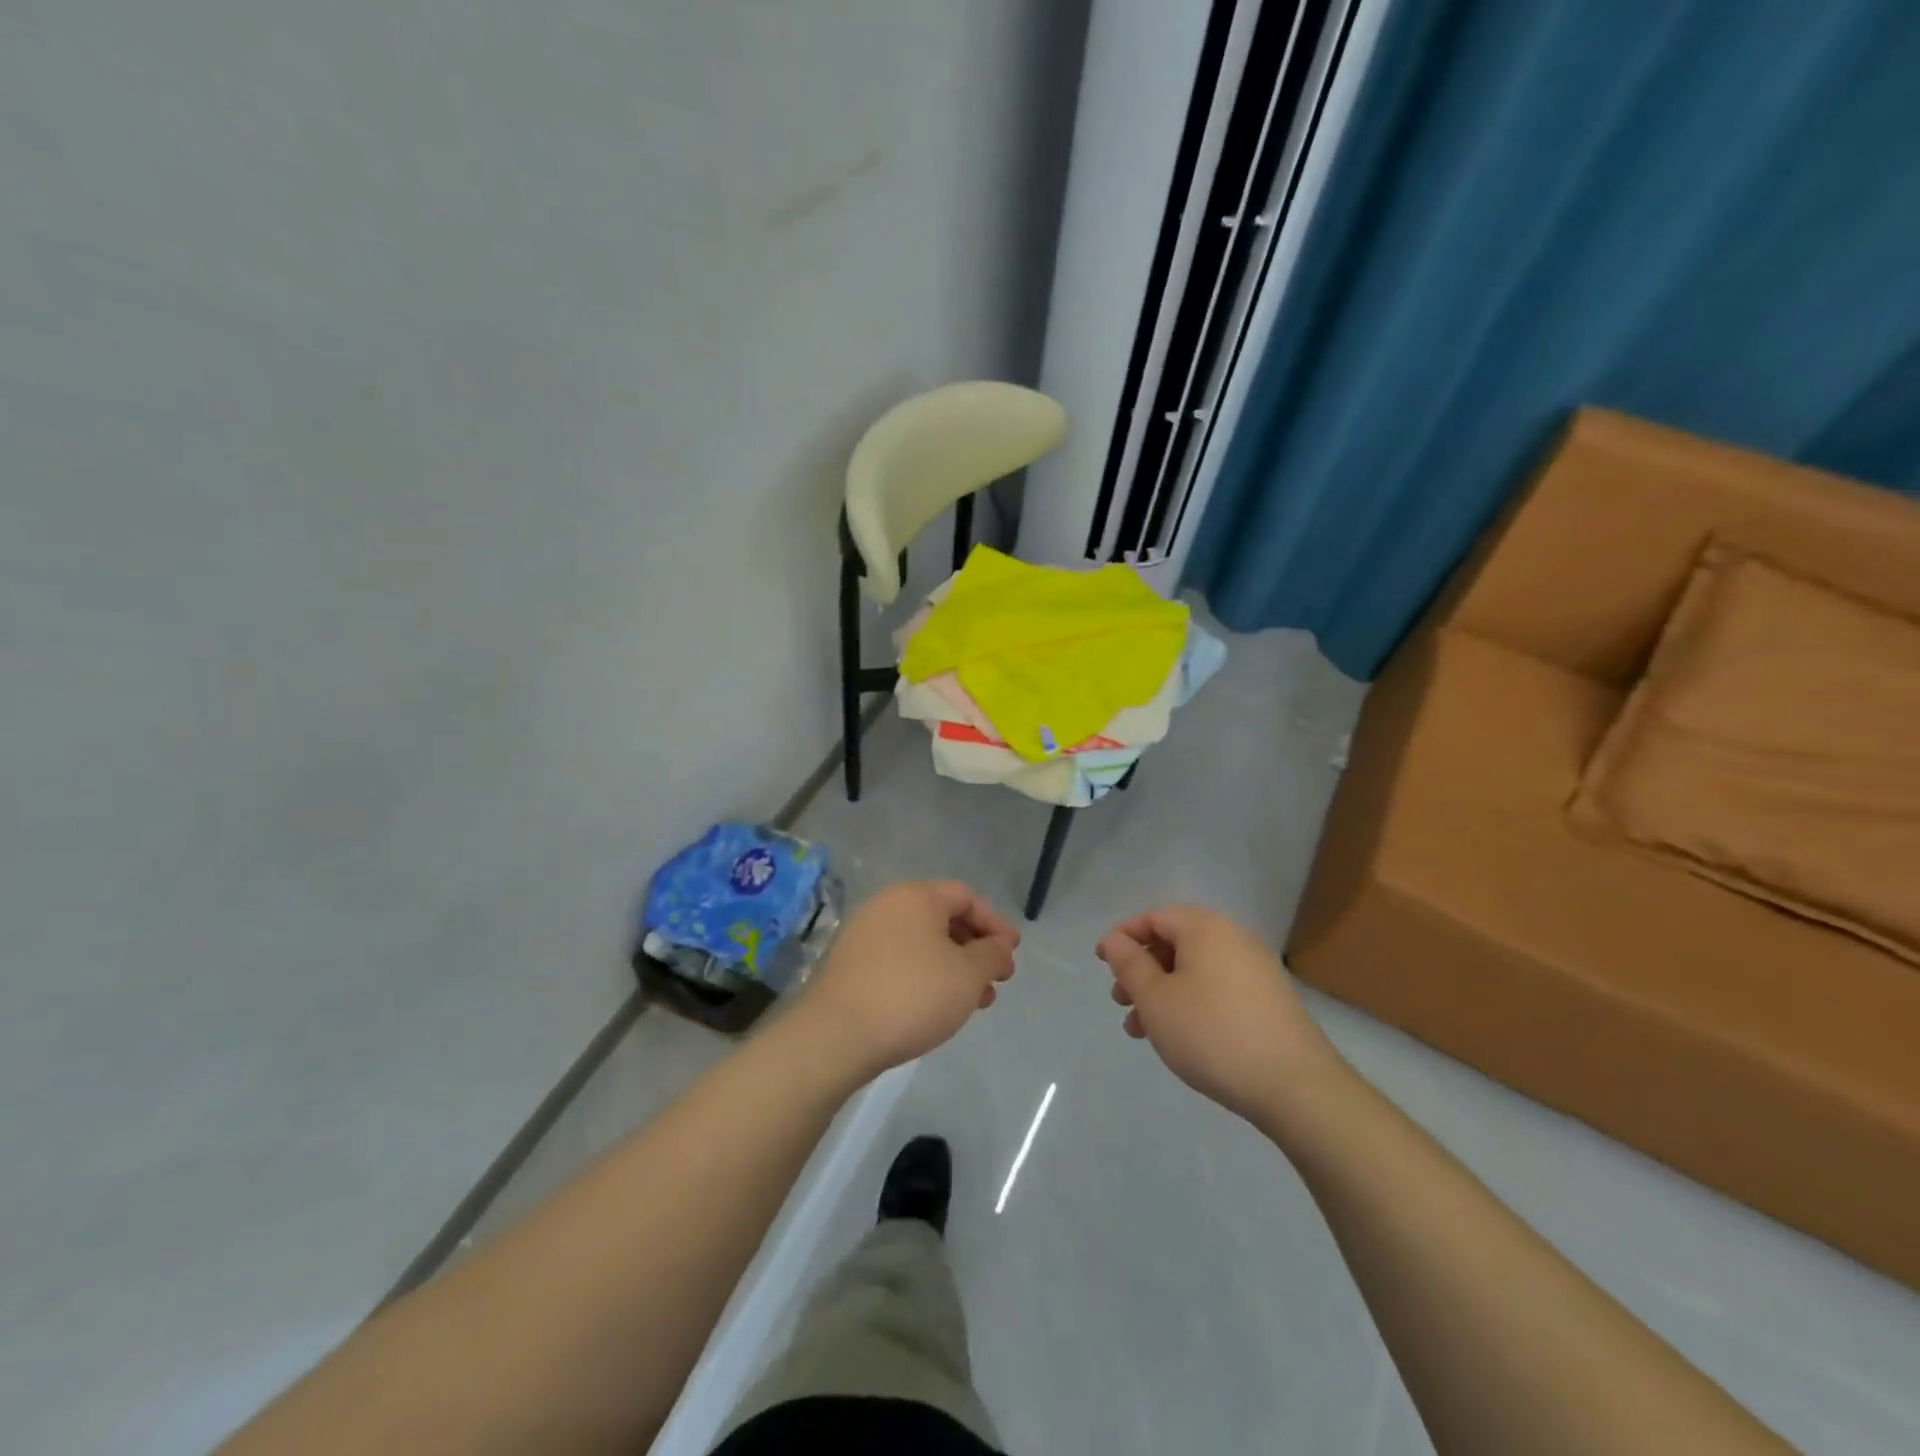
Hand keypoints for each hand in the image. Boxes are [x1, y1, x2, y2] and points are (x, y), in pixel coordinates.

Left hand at [795, 880, 1019, 1080]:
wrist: (836, 1035)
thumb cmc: (911, 995)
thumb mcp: (967, 975)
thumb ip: (992, 955)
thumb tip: (999, 948)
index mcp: (916, 896)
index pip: (965, 896)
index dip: (995, 923)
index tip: (1012, 953)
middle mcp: (887, 906)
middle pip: (943, 918)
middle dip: (975, 949)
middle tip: (996, 980)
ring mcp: (864, 934)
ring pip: (922, 943)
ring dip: (953, 967)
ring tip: (973, 1002)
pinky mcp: (850, 965)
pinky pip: (899, 960)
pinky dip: (925, 976)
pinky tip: (936, 1007)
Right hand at [1097, 905, 1337, 1123]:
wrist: (1295, 1086)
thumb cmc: (1212, 1033)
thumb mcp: (1155, 999)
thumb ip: (1129, 964)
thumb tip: (1115, 940)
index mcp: (1204, 927)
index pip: (1153, 917)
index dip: (1122, 938)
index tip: (1102, 965)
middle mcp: (1232, 937)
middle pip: (1174, 942)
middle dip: (1142, 970)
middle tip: (1121, 1002)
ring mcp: (1255, 968)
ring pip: (1194, 970)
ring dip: (1162, 993)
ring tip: (1142, 1031)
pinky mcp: (1269, 999)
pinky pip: (1217, 988)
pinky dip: (1191, 1003)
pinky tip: (1180, 1038)